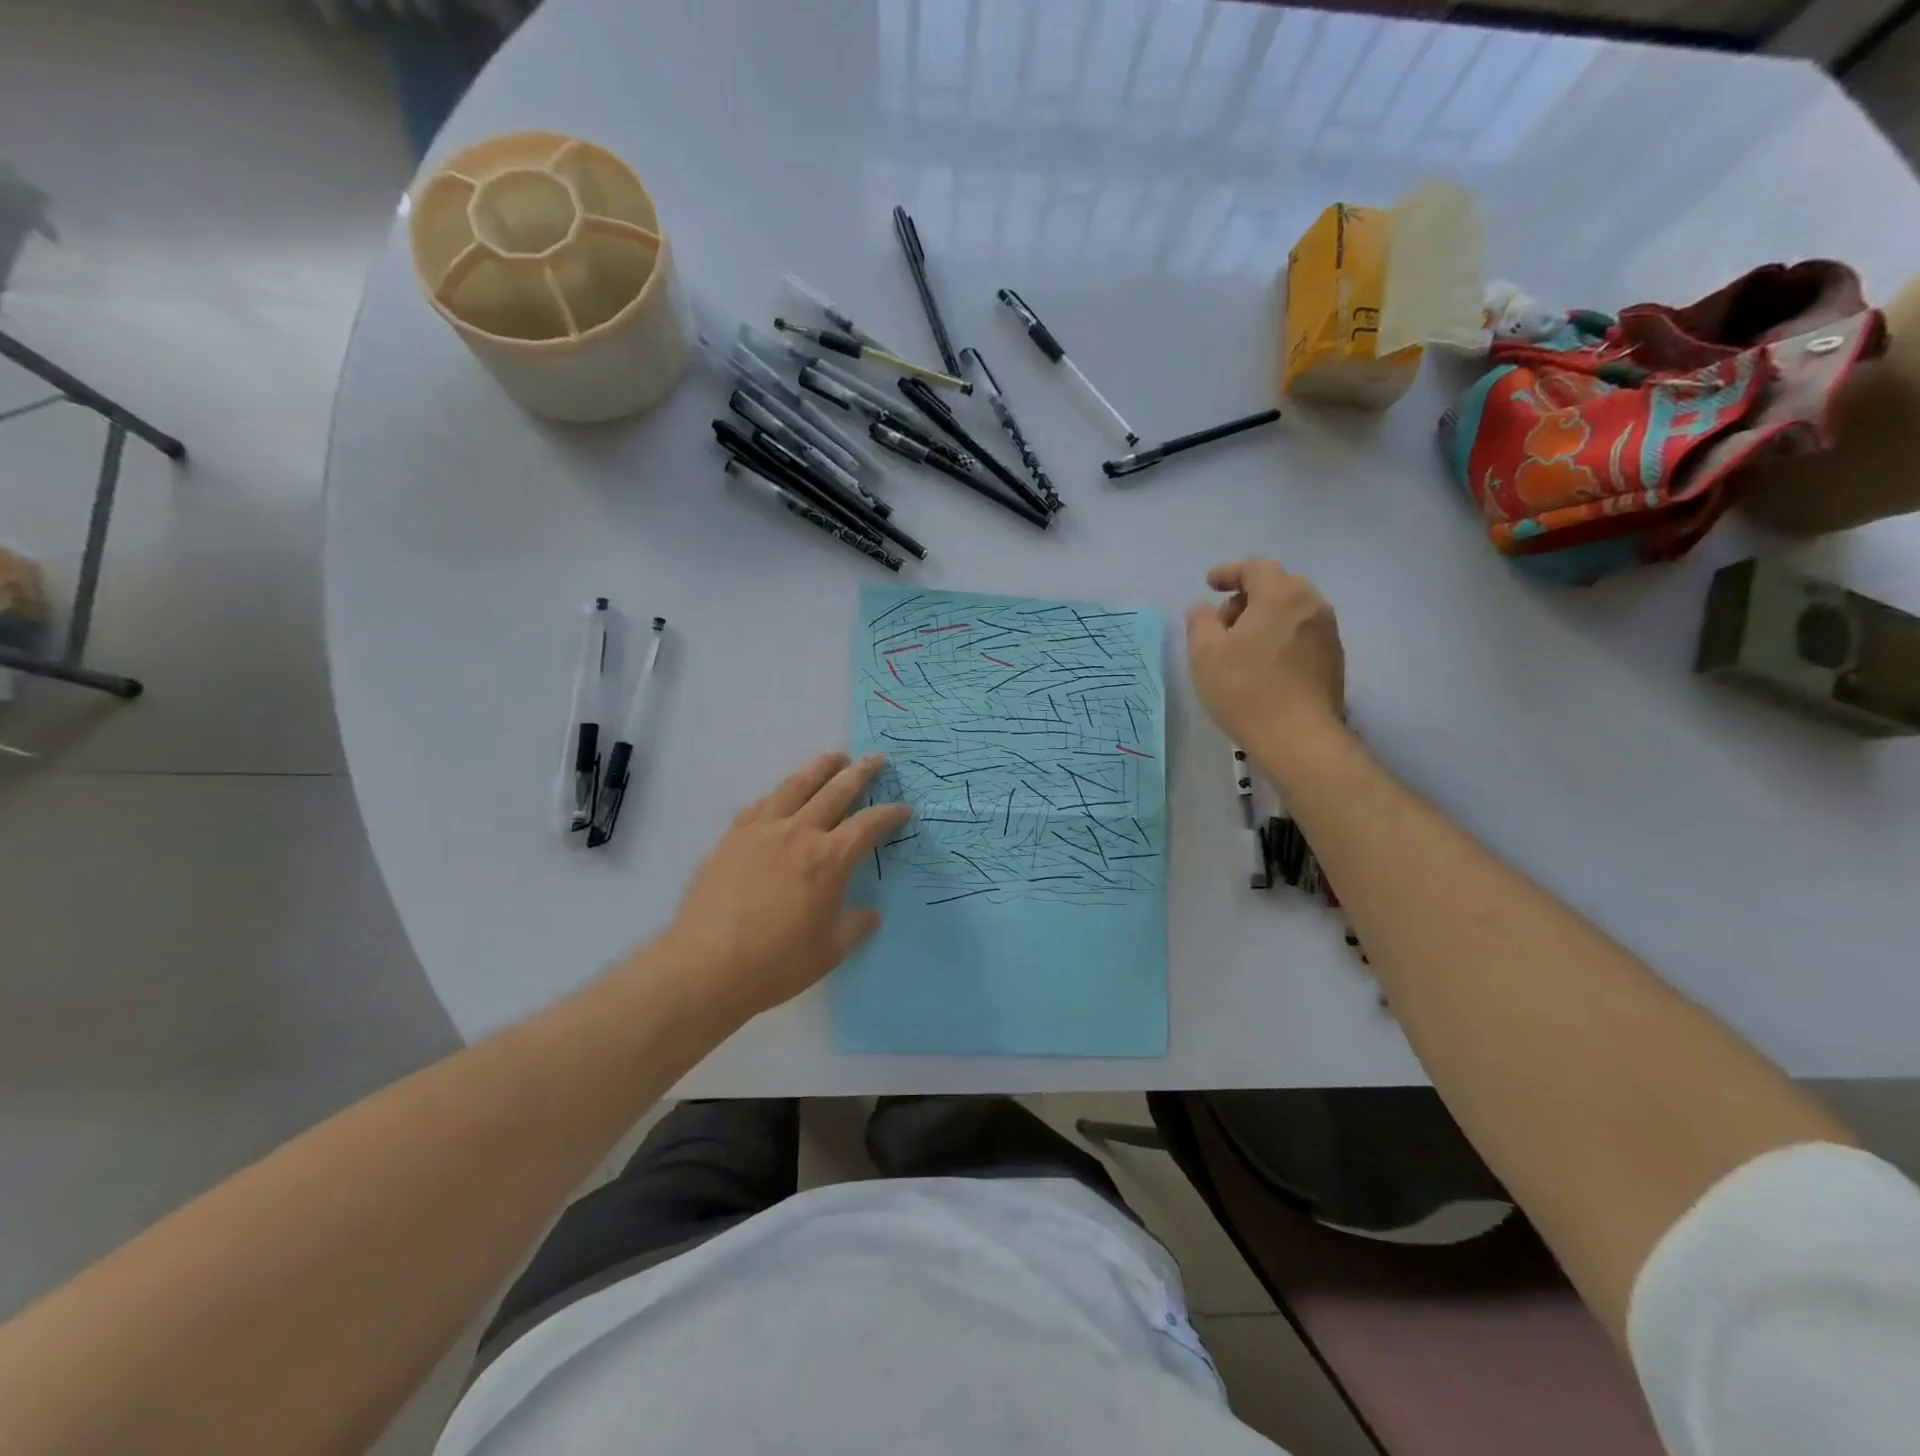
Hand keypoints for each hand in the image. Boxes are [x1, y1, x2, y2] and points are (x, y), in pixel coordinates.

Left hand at [657, 752, 910, 1022]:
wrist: (707, 966)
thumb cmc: (777, 963)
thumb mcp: (829, 951)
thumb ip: (854, 927)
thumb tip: (870, 914)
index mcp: (829, 859)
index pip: (868, 824)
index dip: (890, 814)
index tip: (903, 808)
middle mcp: (798, 833)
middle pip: (835, 791)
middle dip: (860, 773)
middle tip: (876, 758)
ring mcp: (762, 831)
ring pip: (795, 786)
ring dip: (819, 768)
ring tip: (834, 757)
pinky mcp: (732, 838)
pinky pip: (760, 805)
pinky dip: (778, 794)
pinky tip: (782, 795)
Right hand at [1185, 559, 1345, 763]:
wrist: (1299, 737)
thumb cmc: (1246, 690)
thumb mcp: (1205, 654)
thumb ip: (1200, 622)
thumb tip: (1201, 609)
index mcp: (1280, 596)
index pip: (1256, 568)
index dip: (1230, 572)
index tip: (1209, 584)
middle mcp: (1311, 604)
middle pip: (1278, 585)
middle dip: (1247, 595)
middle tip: (1223, 621)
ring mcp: (1328, 631)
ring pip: (1293, 609)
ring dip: (1265, 616)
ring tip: (1242, 645)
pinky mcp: (1334, 657)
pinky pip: (1304, 631)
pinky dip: (1282, 633)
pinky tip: (1266, 662)